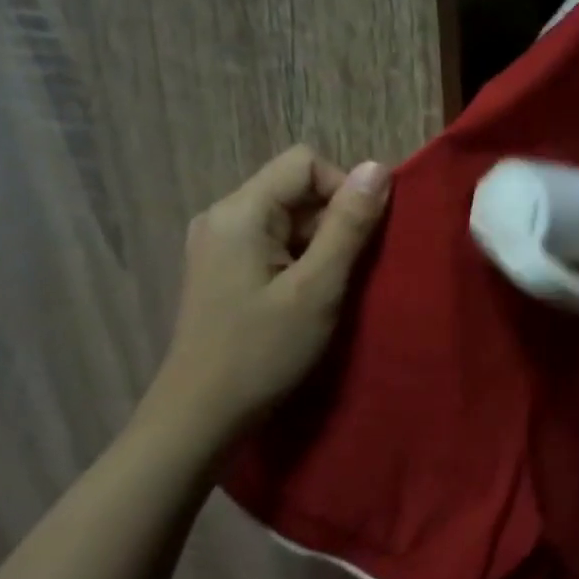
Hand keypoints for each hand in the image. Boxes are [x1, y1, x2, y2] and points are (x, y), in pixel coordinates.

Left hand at [137, 145, 390, 446]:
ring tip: (324, 293)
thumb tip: (378, 168)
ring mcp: (218, 242)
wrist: (200, 415)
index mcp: (240, 211)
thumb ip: (348, 226)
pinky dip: (298, 261)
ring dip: (318, 246)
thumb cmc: (262, 352)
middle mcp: (223, 215)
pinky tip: (302, 299)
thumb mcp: (317, 289)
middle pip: (295, 189)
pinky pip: (272, 243)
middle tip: (344, 275)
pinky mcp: (221, 267)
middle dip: (331, 223)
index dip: (343, 190)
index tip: (360, 241)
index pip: (305, 163)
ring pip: (287, 218)